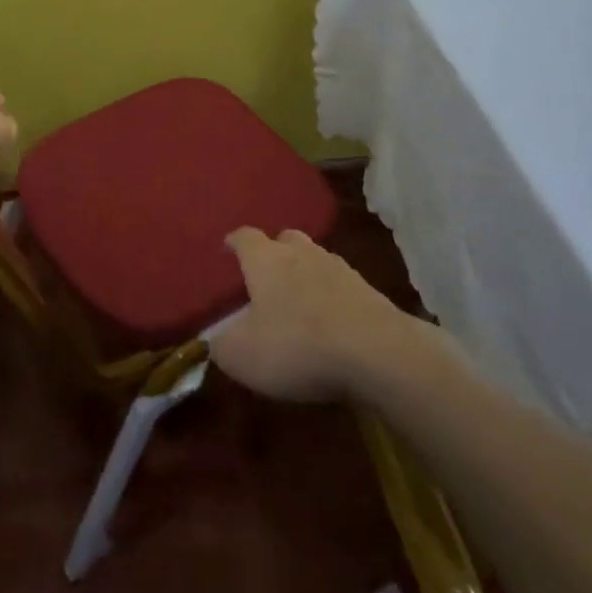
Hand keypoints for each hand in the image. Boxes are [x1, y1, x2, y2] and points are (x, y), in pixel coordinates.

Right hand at [210, 227, 406, 401]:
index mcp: (265, 259)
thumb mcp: (243, 356)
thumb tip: (213, 339)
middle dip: (273, 252)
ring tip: (298, 300)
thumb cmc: (297, 345)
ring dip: (305, 273)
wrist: (378, 353)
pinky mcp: (368, 291)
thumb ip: (220, 345)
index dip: (232, 243)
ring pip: (315, 259)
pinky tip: (329, 320)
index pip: (243, 237)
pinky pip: (340, 285)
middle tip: (265, 276)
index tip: (226, 251)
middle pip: (285, 239)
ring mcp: (339, 268)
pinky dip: (331, 296)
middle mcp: (301, 253)